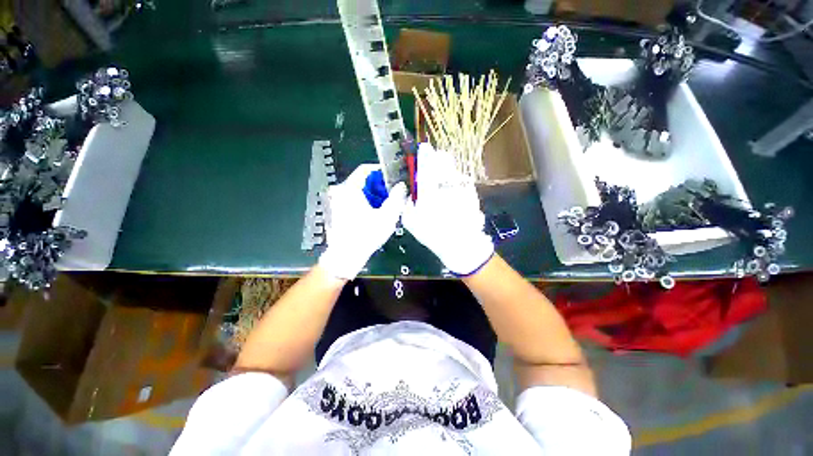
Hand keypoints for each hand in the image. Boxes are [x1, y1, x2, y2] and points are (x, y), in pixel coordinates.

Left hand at [319, 164, 406, 279]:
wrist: (345, 256)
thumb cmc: (366, 235)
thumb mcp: (386, 217)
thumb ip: (396, 198)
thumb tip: (402, 185)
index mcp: (349, 189)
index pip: (366, 169)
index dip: (382, 172)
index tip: (394, 178)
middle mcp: (340, 191)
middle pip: (363, 180)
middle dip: (380, 187)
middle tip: (393, 195)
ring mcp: (337, 201)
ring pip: (359, 191)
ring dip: (374, 195)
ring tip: (386, 206)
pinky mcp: (337, 210)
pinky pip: (354, 199)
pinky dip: (366, 202)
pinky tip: (375, 213)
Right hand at [402, 144, 493, 274]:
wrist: (461, 243)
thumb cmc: (432, 233)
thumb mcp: (410, 221)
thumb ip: (406, 203)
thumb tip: (409, 192)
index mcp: (429, 187)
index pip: (427, 160)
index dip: (424, 153)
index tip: (423, 150)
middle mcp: (447, 182)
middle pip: (444, 159)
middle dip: (437, 159)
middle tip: (432, 168)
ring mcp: (462, 186)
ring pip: (453, 169)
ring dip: (447, 171)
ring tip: (442, 185)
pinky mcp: (472, 192)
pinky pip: (462, 181)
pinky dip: (456, 183)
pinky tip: (453, 195)